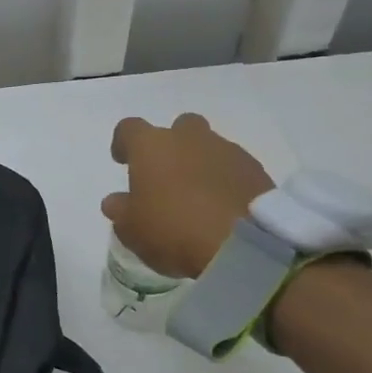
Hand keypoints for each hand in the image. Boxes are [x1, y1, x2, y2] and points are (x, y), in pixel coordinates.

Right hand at [102, 113, 275, 279]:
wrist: (245, 245)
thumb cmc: (174, 230)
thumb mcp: (133, 230)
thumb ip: (121, 211)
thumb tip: (115, 201)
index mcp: (152, 146)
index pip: (129, 129)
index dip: (123, 143)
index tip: (122, 161)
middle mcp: (189, 138)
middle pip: (178, 127)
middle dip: (172, 146)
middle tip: (167, 176)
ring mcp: (227, 151)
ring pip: (209, 147)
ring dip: (201, 164)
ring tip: (198, 197)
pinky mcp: (256, 170)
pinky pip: (233, 168)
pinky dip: (226, 181)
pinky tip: (222, 207)